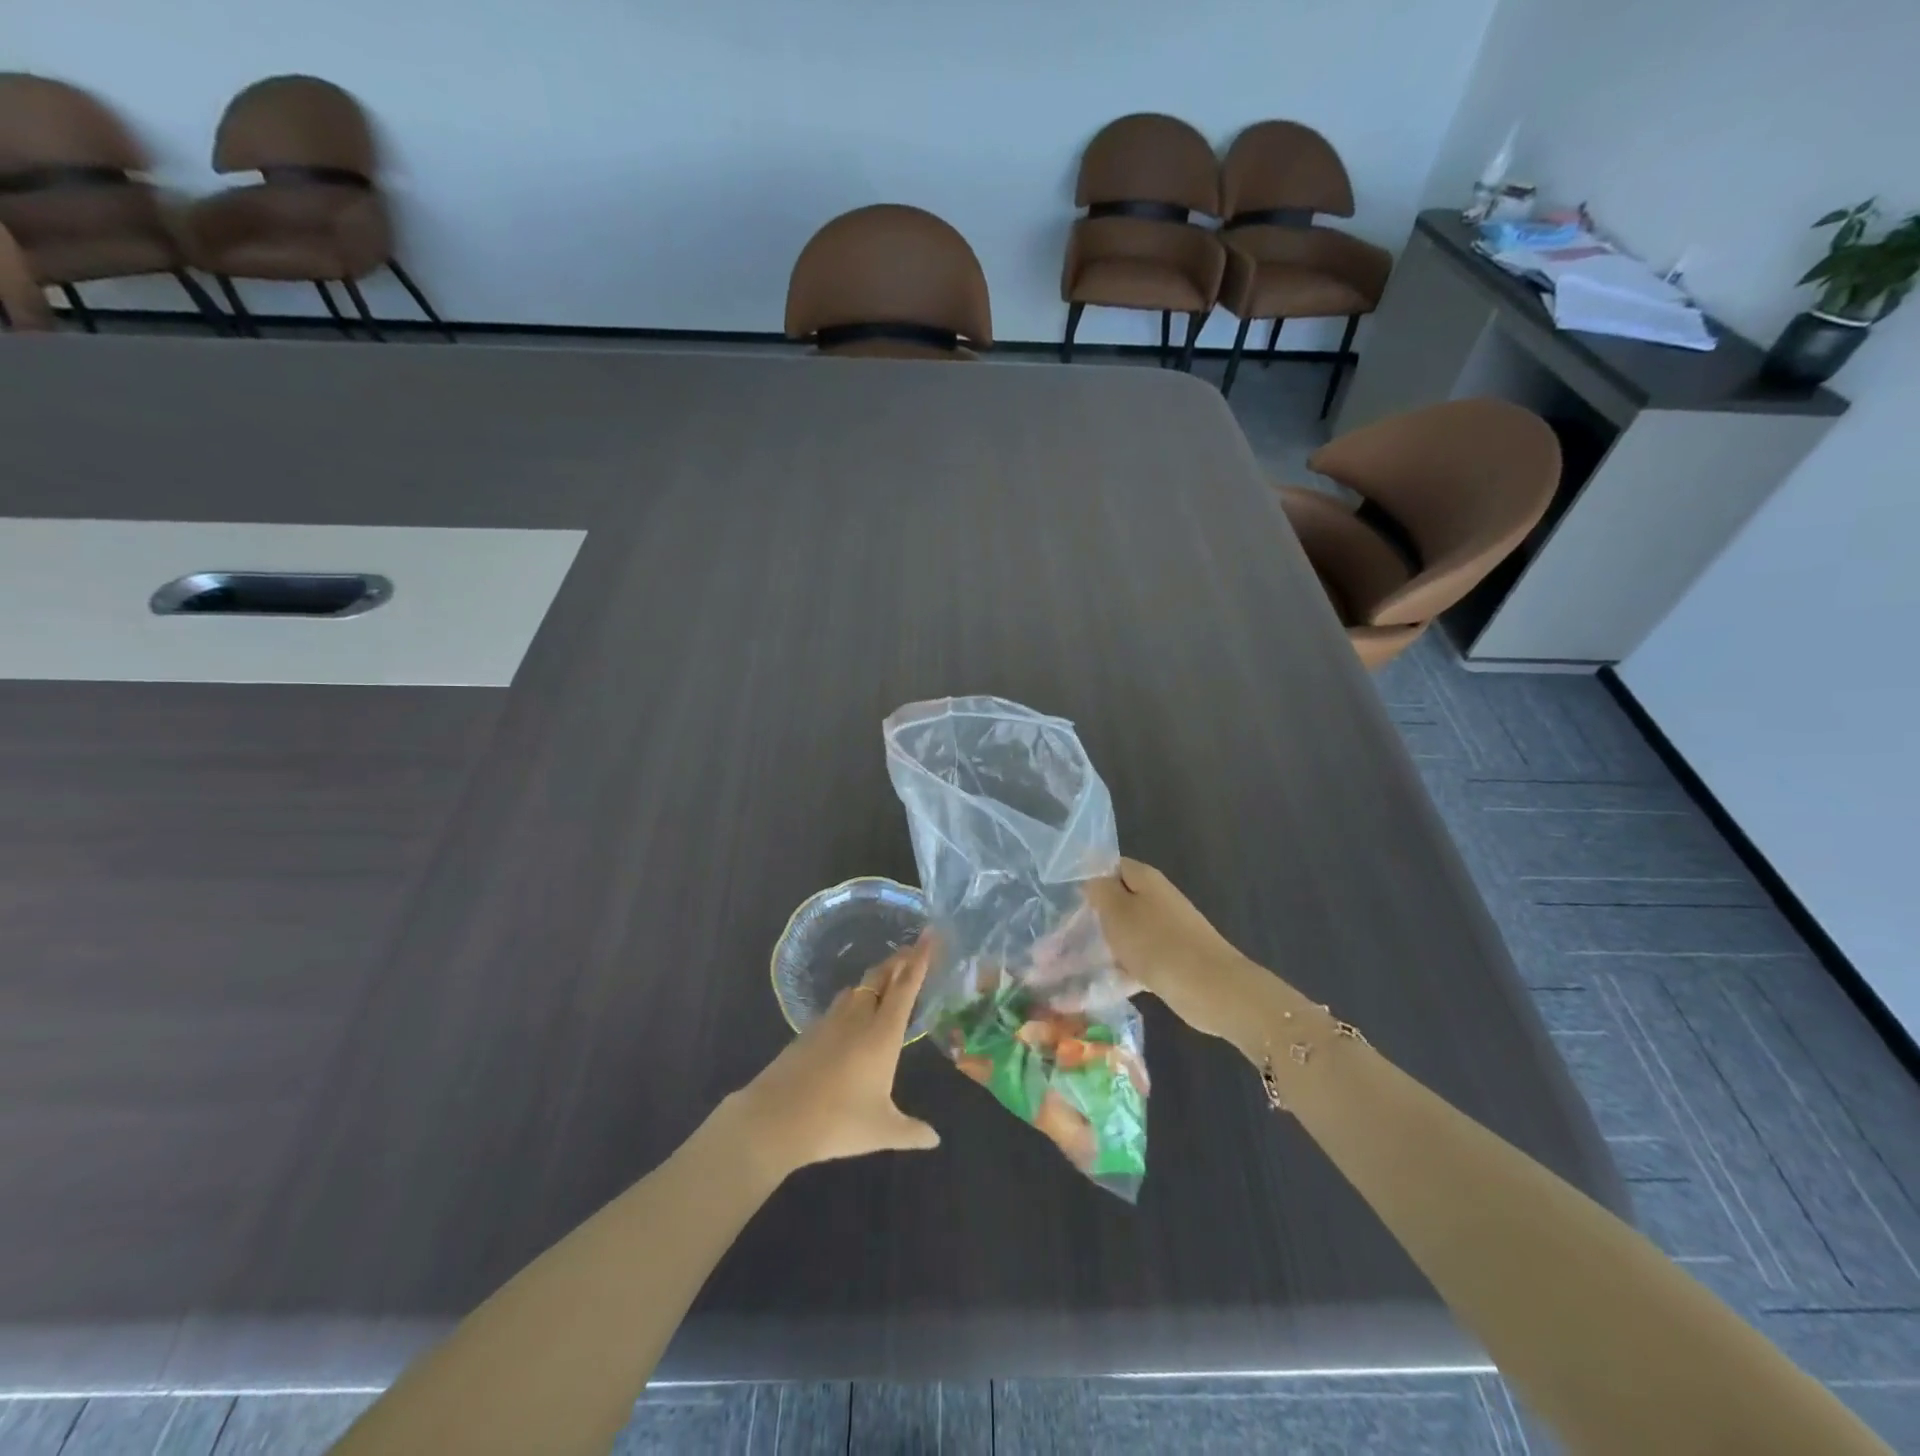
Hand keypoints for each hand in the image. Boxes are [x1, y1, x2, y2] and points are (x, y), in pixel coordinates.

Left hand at [725, 937, 941, 1179]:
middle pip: (881, 978)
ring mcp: (830, 1021)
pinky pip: (839, 1004)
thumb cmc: (837, 1121)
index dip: (920, 960)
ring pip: (857, 988)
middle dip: (898, 961)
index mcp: (882, 1034)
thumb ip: (911, 1132)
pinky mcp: (809, 1031)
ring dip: (875, 978)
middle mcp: (859, 1018)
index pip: (905, 987)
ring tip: (886, 977)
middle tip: (913, 950)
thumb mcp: (881, 1131)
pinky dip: (853, 998)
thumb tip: (935, 1139)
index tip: (930, 936)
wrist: (775, 1118)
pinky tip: (852, 1012)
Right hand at [1083, 859, 1265, 1047]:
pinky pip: (1138, 960)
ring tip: (1072, 964)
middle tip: (1063, 935)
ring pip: (1126, 933)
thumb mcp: (1117, 910)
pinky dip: (1120, 970)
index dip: (1088, 878)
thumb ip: (1100, 889)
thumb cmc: (1156, 942)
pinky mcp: (1172, 960)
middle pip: (1118, 901)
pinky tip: (1099, 987)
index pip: (1111, 866)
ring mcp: (1167, 931)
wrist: (1211, 988)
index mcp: (1145, 879)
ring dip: (1103, 946)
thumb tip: (1091, 879)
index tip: (1065, 898)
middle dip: (1092, 917)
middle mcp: (1158, 899)